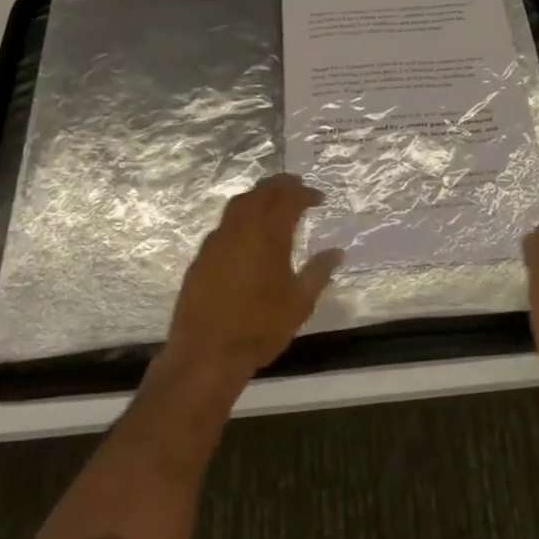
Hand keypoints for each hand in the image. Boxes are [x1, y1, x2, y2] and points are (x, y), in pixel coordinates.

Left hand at [165, 174, 342, 385]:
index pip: (289, 199)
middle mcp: (241, 229)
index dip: (305, 194)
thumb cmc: (260, 327)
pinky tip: (246, 234)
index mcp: (268, 234)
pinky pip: (223, 225)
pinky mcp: (201, 257)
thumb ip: (319, 272)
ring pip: (238, 204)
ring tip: (272, 202)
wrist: (207, 353)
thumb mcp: (300, 302)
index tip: (319, 198)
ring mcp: (216, 241)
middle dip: (281, 185)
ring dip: (258, 196)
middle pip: (261, 192)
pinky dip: (239, 218)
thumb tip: (337, 252)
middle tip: (297, 186)